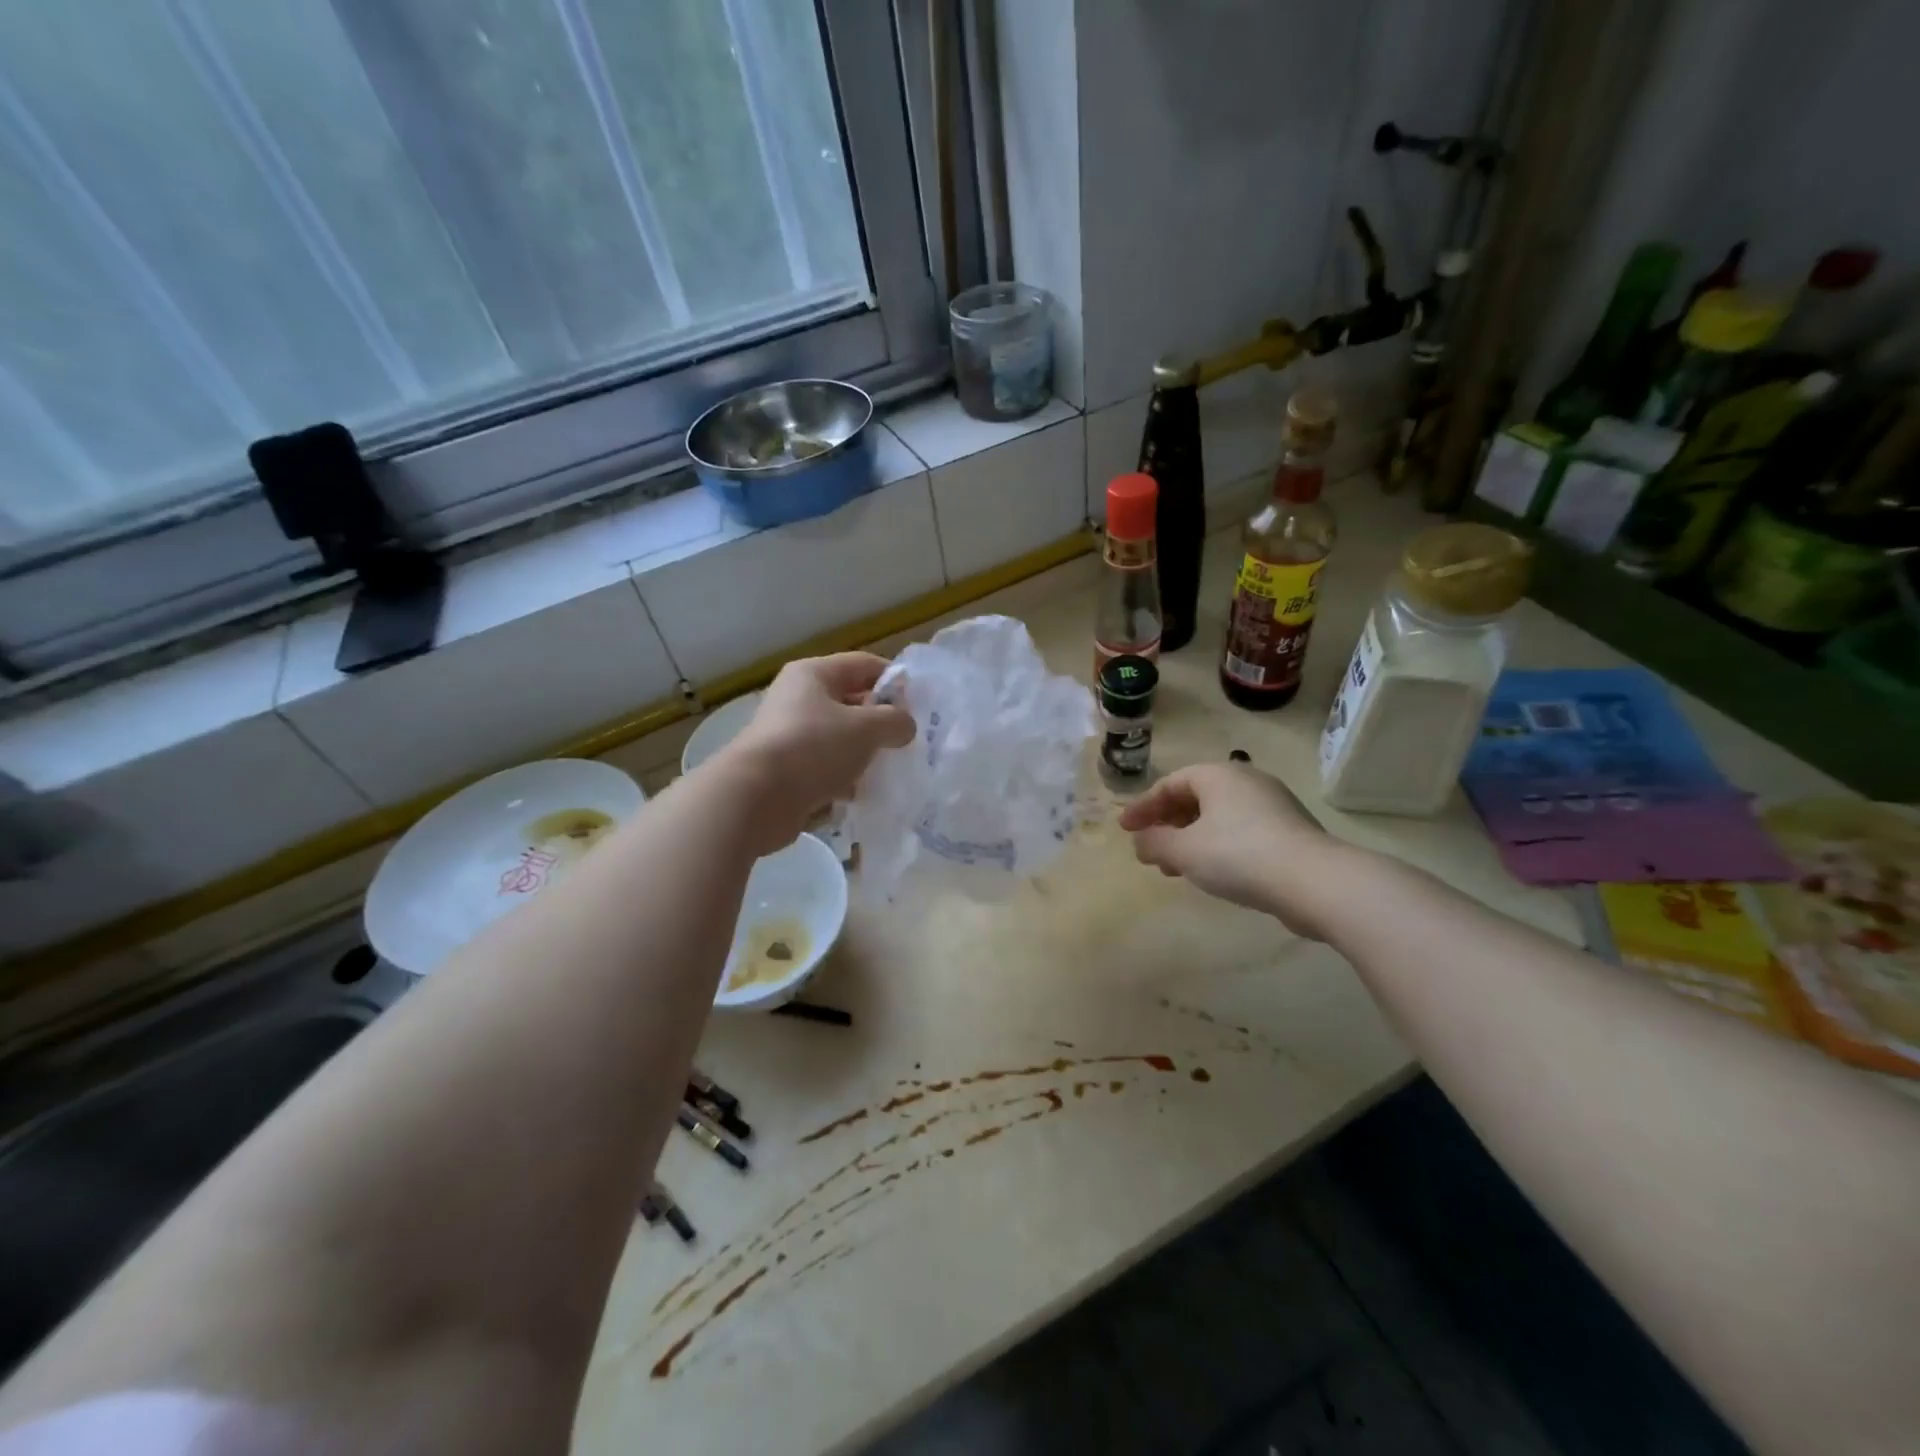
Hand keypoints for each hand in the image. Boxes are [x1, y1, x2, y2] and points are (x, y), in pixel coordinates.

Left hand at [714, 652, 915, 853]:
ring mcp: (790, 735)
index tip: (920, 704)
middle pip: (851, 701)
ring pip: (840, 738)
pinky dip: (845, 778)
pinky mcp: (787, 770)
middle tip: (908, 740)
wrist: (756, 798)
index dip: (894, 680)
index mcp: (813, 675)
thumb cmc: (813, 748)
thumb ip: (895, 721)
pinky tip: (862, 793)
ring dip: (864, 753)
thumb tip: (906, 725)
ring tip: (890, 768)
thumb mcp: (866, 728)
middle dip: (881, 721)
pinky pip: (826, 767)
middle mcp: (798, 699)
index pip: (863, 665)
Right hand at [1119, 761, 1348, 937]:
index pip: (1170, 784)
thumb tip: (1141, 842)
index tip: (1125, 830)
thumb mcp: (1184, 851)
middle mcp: (1246, 780)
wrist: (1314, 881)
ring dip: (1191, 838)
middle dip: (1167, 823)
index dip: (1143, 807)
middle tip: (1150, 848)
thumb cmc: (1238, 855)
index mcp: (1218, 775)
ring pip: (1218, 816)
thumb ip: (1155, 843)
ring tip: (1176, 868)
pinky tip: (1212, 872)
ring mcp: (1272, 804)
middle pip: (1195, 797)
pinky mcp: (1289, 830)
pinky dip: (1217, 846)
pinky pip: (1241, 831)